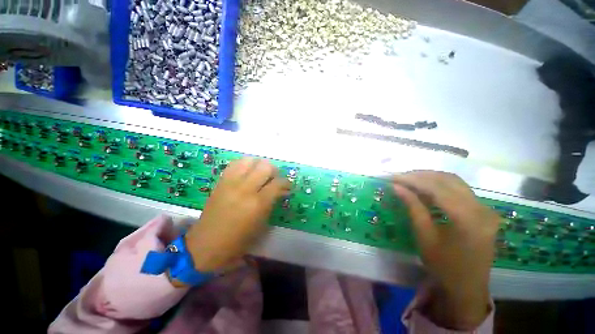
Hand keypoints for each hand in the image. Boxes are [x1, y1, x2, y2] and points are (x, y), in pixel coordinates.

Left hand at [185, 158, 290, 272]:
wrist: (206, 245)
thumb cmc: (238, 240)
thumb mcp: (261, 224)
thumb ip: (272, 203)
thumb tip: (282, 190)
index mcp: (258, 203)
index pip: (278, 183)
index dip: (286, 183)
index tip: (287, 186)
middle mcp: (245, 189)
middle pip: (265, 166)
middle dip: (274, 171)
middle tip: (274, 179)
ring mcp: (231, 183)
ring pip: (250, 160)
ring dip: (259, 165)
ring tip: (260, 173)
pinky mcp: (221, 182)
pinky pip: (235, 164)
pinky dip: (244, 164)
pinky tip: (247, 172)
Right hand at [392, 171, 499, 329]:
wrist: (468, 287)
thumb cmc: (444, 266)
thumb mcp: (425, 236)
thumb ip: (413, 207)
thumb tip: (397, 187)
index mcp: (468, 218)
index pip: (436, 188)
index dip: (412, 180)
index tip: (393, 177)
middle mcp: (481, 208)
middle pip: (447, 180)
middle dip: (420, 176)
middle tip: (399, 177)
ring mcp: (485, 208)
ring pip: (454, 181)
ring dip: (429, 178)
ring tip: (409, 180)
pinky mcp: (483, 210)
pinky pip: (459, 189)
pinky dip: (439, 185)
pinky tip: (425, 188)